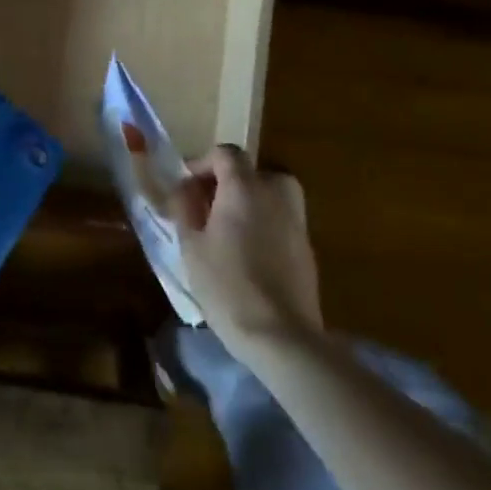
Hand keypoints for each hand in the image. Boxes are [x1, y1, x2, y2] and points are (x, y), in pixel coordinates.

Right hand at [169, 146, 321, 357]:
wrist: (280, 335)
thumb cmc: (226, 285)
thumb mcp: (190, 245)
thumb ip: (184, 208)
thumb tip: (183, 187)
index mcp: (243, 188)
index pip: (226, 154)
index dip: (203, 163)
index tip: (187, 186)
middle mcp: (275, 194)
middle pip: (253, 171)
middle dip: (229, 182)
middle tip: (208, 207)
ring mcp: (296, 221)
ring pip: (272, 194)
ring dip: (250, 202)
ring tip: (229, 229)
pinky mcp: (307, 248)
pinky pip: (282, 220)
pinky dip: (265, 224)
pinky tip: (249, 253)